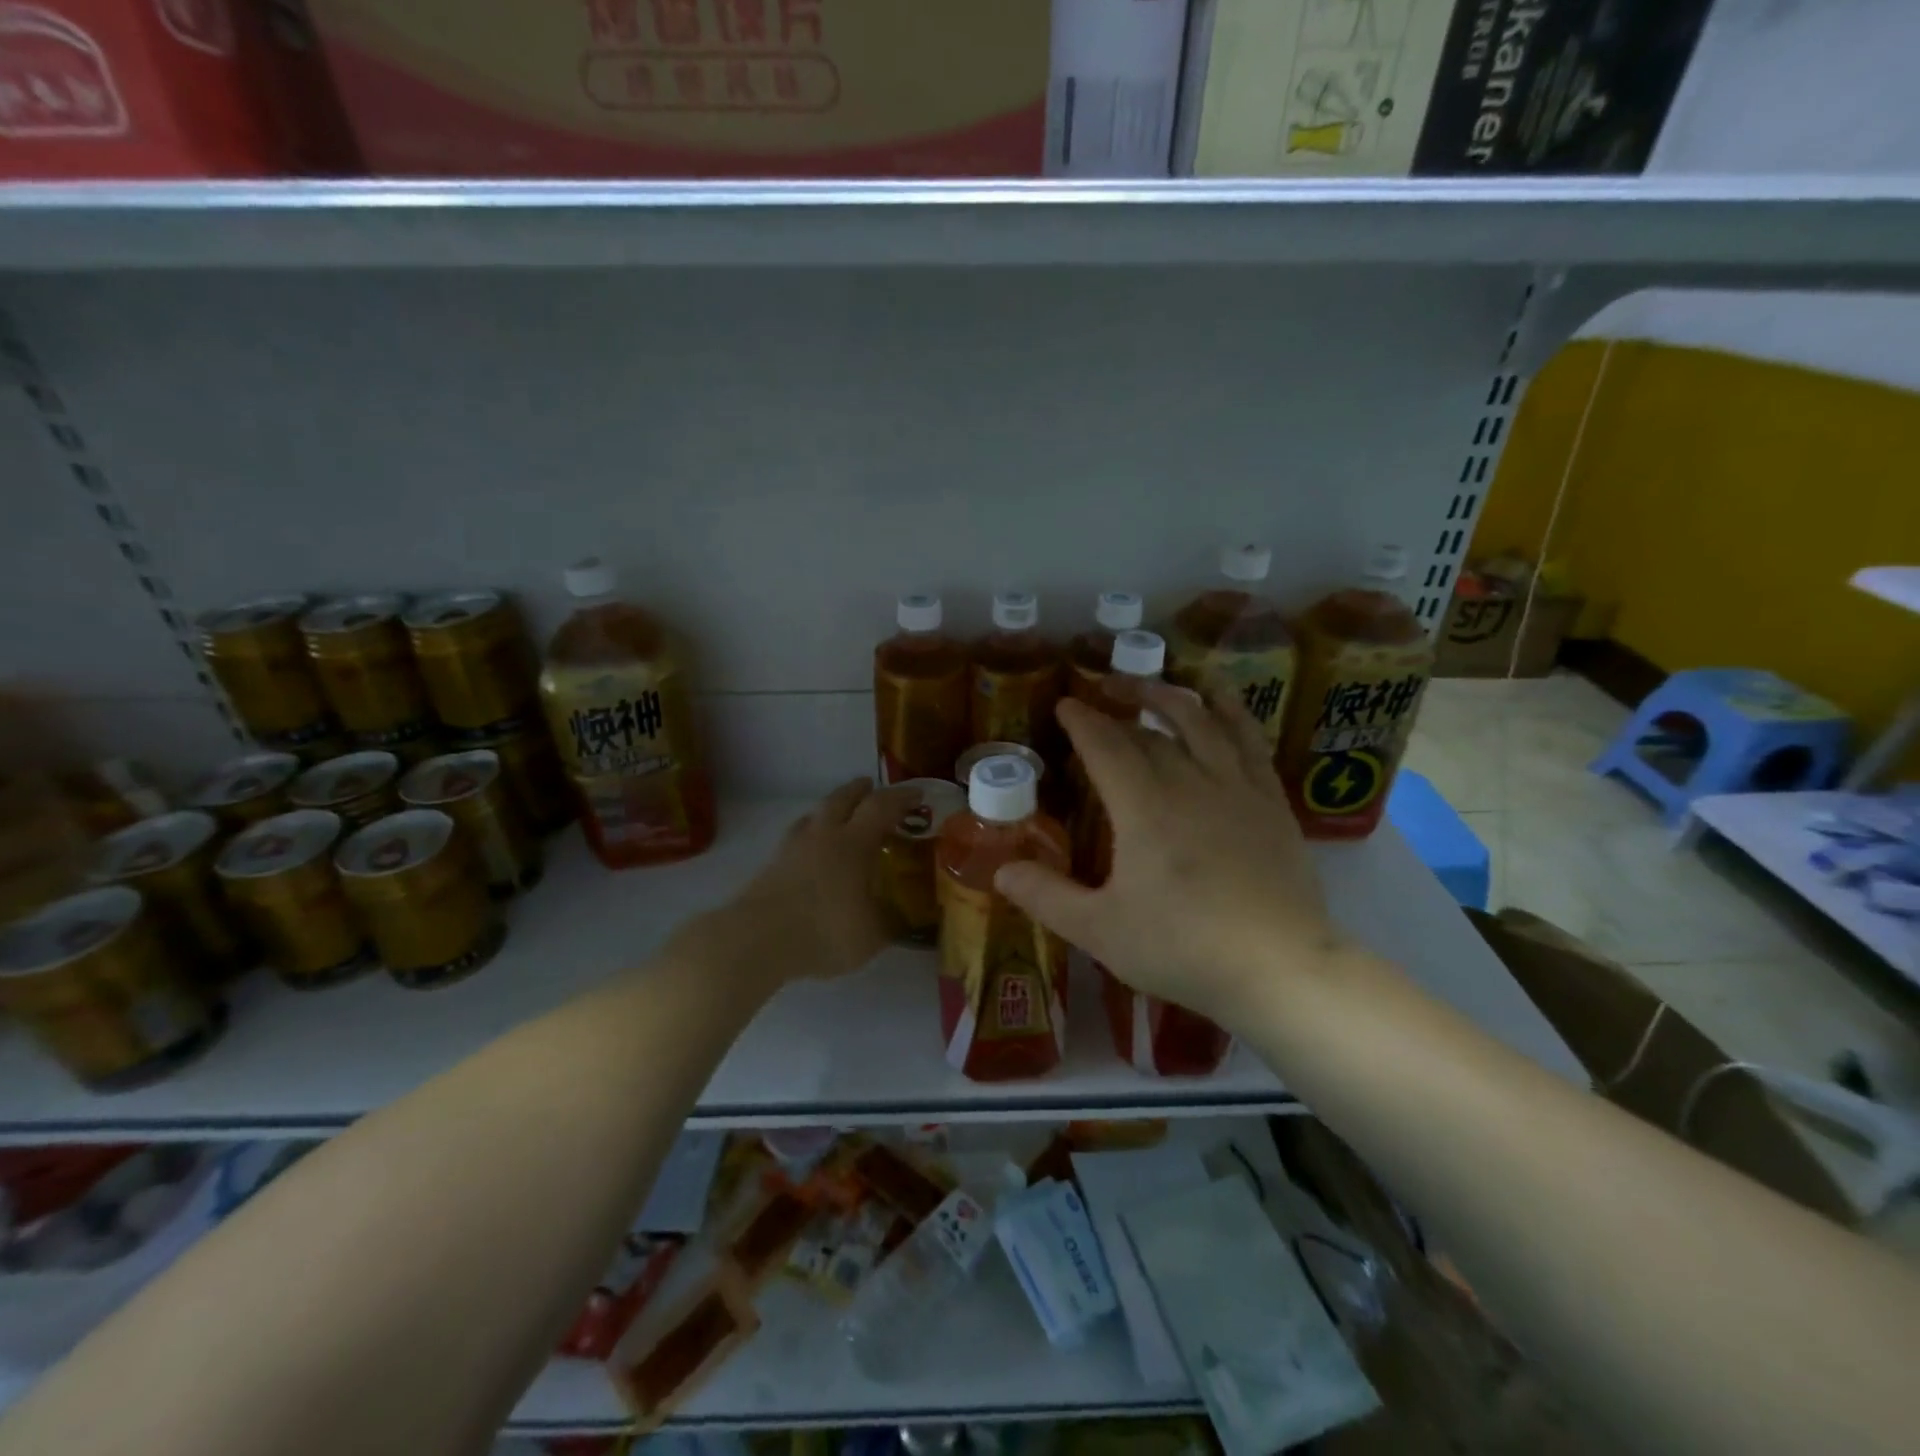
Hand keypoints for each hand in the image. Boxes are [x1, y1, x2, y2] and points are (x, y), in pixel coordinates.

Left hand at [672, 778, 914, 991]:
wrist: (757, 940)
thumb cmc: (823, 931)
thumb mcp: (872, 936)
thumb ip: (892, 923)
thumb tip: (909, 918)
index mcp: (853, 843)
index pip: (881, 807)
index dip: (901, 797)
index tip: (918, 794)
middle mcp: (823, 836)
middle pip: (842, 799)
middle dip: (860, 790)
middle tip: (873, 788)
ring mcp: (793, 848)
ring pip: (815, 815)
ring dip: (832, 809)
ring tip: (841, 816)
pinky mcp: (772, 865)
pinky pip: (797, 837)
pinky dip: (811, 834)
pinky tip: (812, 850)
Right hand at [993, 680, 1349, 1029]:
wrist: (1280, 968)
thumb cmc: (1183, 949)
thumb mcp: (1100, 930)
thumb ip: (1047, 897)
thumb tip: (1000, 870)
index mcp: (1143, 807)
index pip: (1105, 745)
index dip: (1082, 721)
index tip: (1064, 704)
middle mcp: (1189, 782)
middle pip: (1149, 732)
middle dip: (1118, 707)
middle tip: (1098, 695)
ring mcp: (1236, 787)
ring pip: (1201, 721)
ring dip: (1170, 696)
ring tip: (1152, 685)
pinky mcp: (1271, 800)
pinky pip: (1249, 739)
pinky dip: (1230, 711)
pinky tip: (1220, 701)